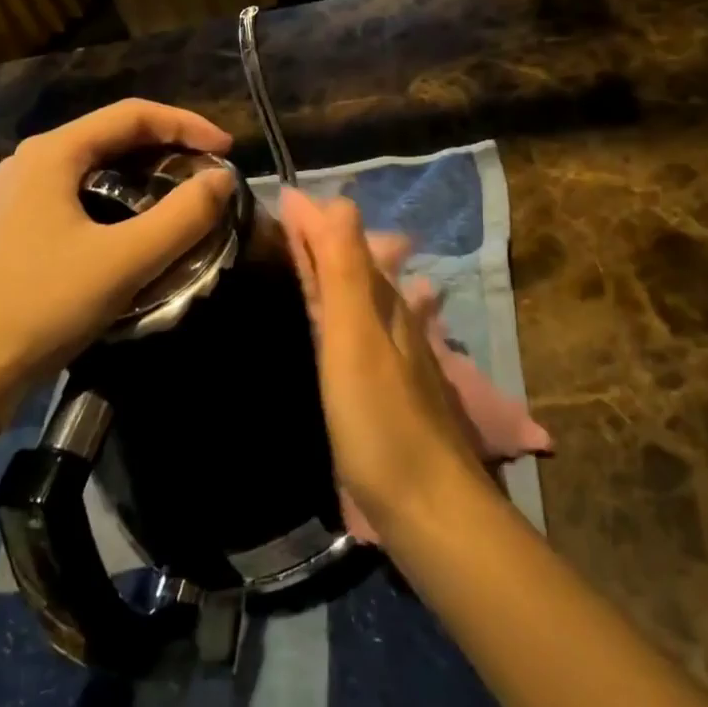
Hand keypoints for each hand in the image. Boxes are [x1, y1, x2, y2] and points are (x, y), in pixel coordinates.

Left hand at [0, 100, 235, 414]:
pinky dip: (122, 197)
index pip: (133, 115)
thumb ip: (184, 216)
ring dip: (147, 173)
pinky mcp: (20, 225)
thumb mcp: (127, 260)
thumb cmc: (46, 305)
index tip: (227, 150)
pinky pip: (83, 192)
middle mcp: (33, 161)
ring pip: (99, 165)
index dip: (187, 125)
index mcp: (53, 153)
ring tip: (184, 195)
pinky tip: (141, 225)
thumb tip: (222, 179)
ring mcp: (21, 194)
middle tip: (210, 172)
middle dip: (170, 147)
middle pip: (115, 135)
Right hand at [279, 189, 487, 533]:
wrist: (428, 507)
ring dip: (328, 273)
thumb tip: (339, 200)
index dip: (313, 221)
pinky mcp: (384, 389)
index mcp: (382, 303)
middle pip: (352, 267)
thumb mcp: (356, 339)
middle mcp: (391, 320)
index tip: (280, 199)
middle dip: (320, 241)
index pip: (344, 244)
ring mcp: (391, 356)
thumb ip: (346, 273)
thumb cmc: (382, 421)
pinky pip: (354, 331)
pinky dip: (335, 312)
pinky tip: (327, 322)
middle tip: (280, 225)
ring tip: (294, 261)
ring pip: (356, 298)